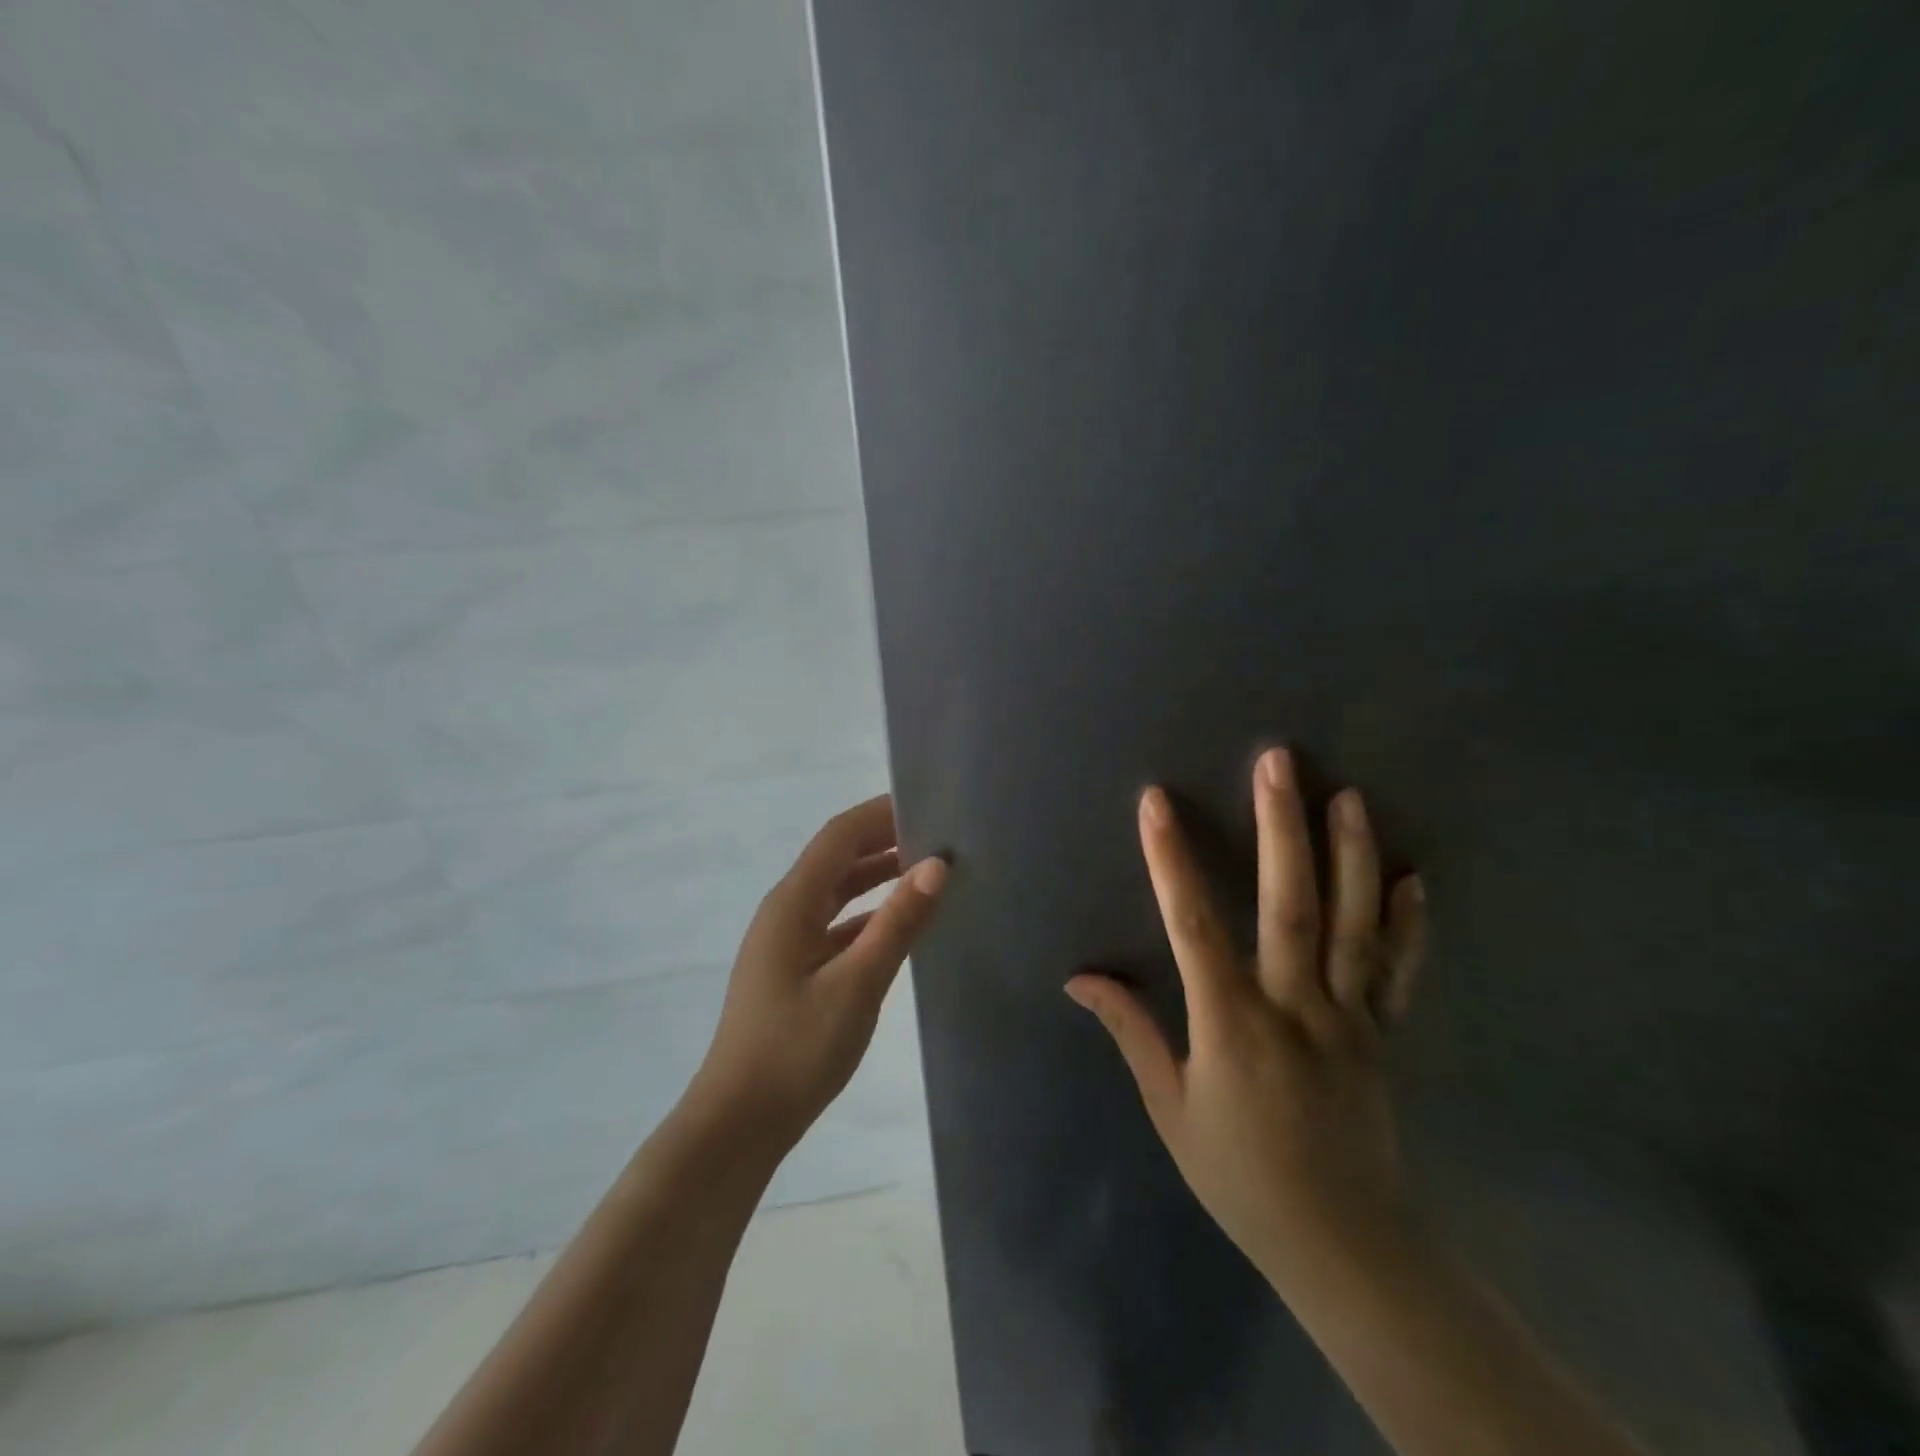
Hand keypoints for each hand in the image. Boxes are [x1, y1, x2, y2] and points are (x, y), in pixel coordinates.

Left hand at [686, 795, 947, 1149]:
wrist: (738, 1123)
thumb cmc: (796, 1049)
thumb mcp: (857, 985)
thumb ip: (897, 923)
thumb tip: (936, 865)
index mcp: (793, 903)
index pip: (839, 836)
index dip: (880, 813)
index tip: (926, 802)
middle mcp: (786, 911)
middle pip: (837, 858)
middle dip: (883, 840)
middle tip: (938, 835)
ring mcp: (787, 941)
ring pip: (837, 892)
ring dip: (877, 876)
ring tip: (928, 870)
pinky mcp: (794, 969)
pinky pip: (836, 924)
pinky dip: (868, 914)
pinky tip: (900, 925)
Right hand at [1067, 748, 1426, 1288]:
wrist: (1343, 1244)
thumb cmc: (1240, 1175)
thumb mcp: (1171, 1108)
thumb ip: (1130, 1032)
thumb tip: (1078, 979)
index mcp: (1231, 1025)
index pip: (1193, 926)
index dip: (1170, 860)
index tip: (1156, 802)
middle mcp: (1294, 1008)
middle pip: (1290, 906)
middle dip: (1281, 828)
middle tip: (1278, 762)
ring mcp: (1348, 1019)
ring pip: (1354, 926)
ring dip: (1351, 856)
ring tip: (1347, 796)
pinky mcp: (1383, 1036)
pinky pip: (1398, 973)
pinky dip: (1408, 924)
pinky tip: (1413, 877)